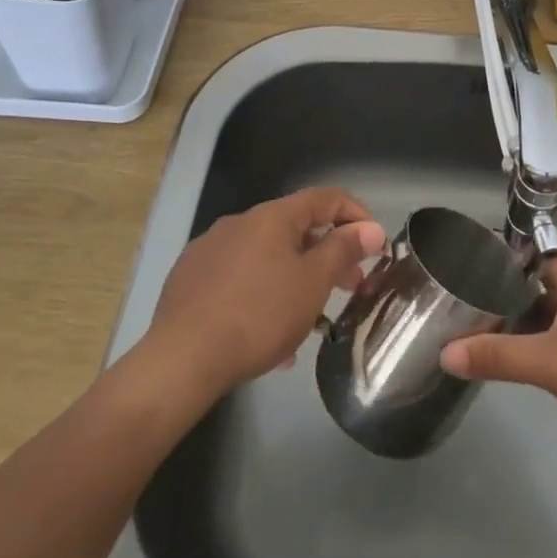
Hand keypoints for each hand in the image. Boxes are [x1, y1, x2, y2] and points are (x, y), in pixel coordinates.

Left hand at [144, 187, 384, 397]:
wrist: (181, 359)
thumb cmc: (259, 315)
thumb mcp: (313, 283)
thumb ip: (344, 250)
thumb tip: (371, 228)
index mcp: (272, 216)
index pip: (326, 197)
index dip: (357, 215)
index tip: (374, 246)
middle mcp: (240, 222)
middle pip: (296, 228)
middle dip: (328, 255)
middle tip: (349, 287)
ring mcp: (210, 249)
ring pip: (268, 257)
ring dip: (296, 279)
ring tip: (309, 320)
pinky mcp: (190, 278)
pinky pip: (240, 278)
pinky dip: (263, 295)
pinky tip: (268, 335)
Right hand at [440, 247, 556, 476]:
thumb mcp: (551, 364)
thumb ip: (499, 356)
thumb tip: (445, 353)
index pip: (545, 244)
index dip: (516, 238)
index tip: (477, 240)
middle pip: (541, 278)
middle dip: (506, 279)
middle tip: (462, 281)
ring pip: (546, 310)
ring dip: (517, 312)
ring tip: (474, 314)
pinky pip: (553, 339)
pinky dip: (530, 340)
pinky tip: (506, 352)